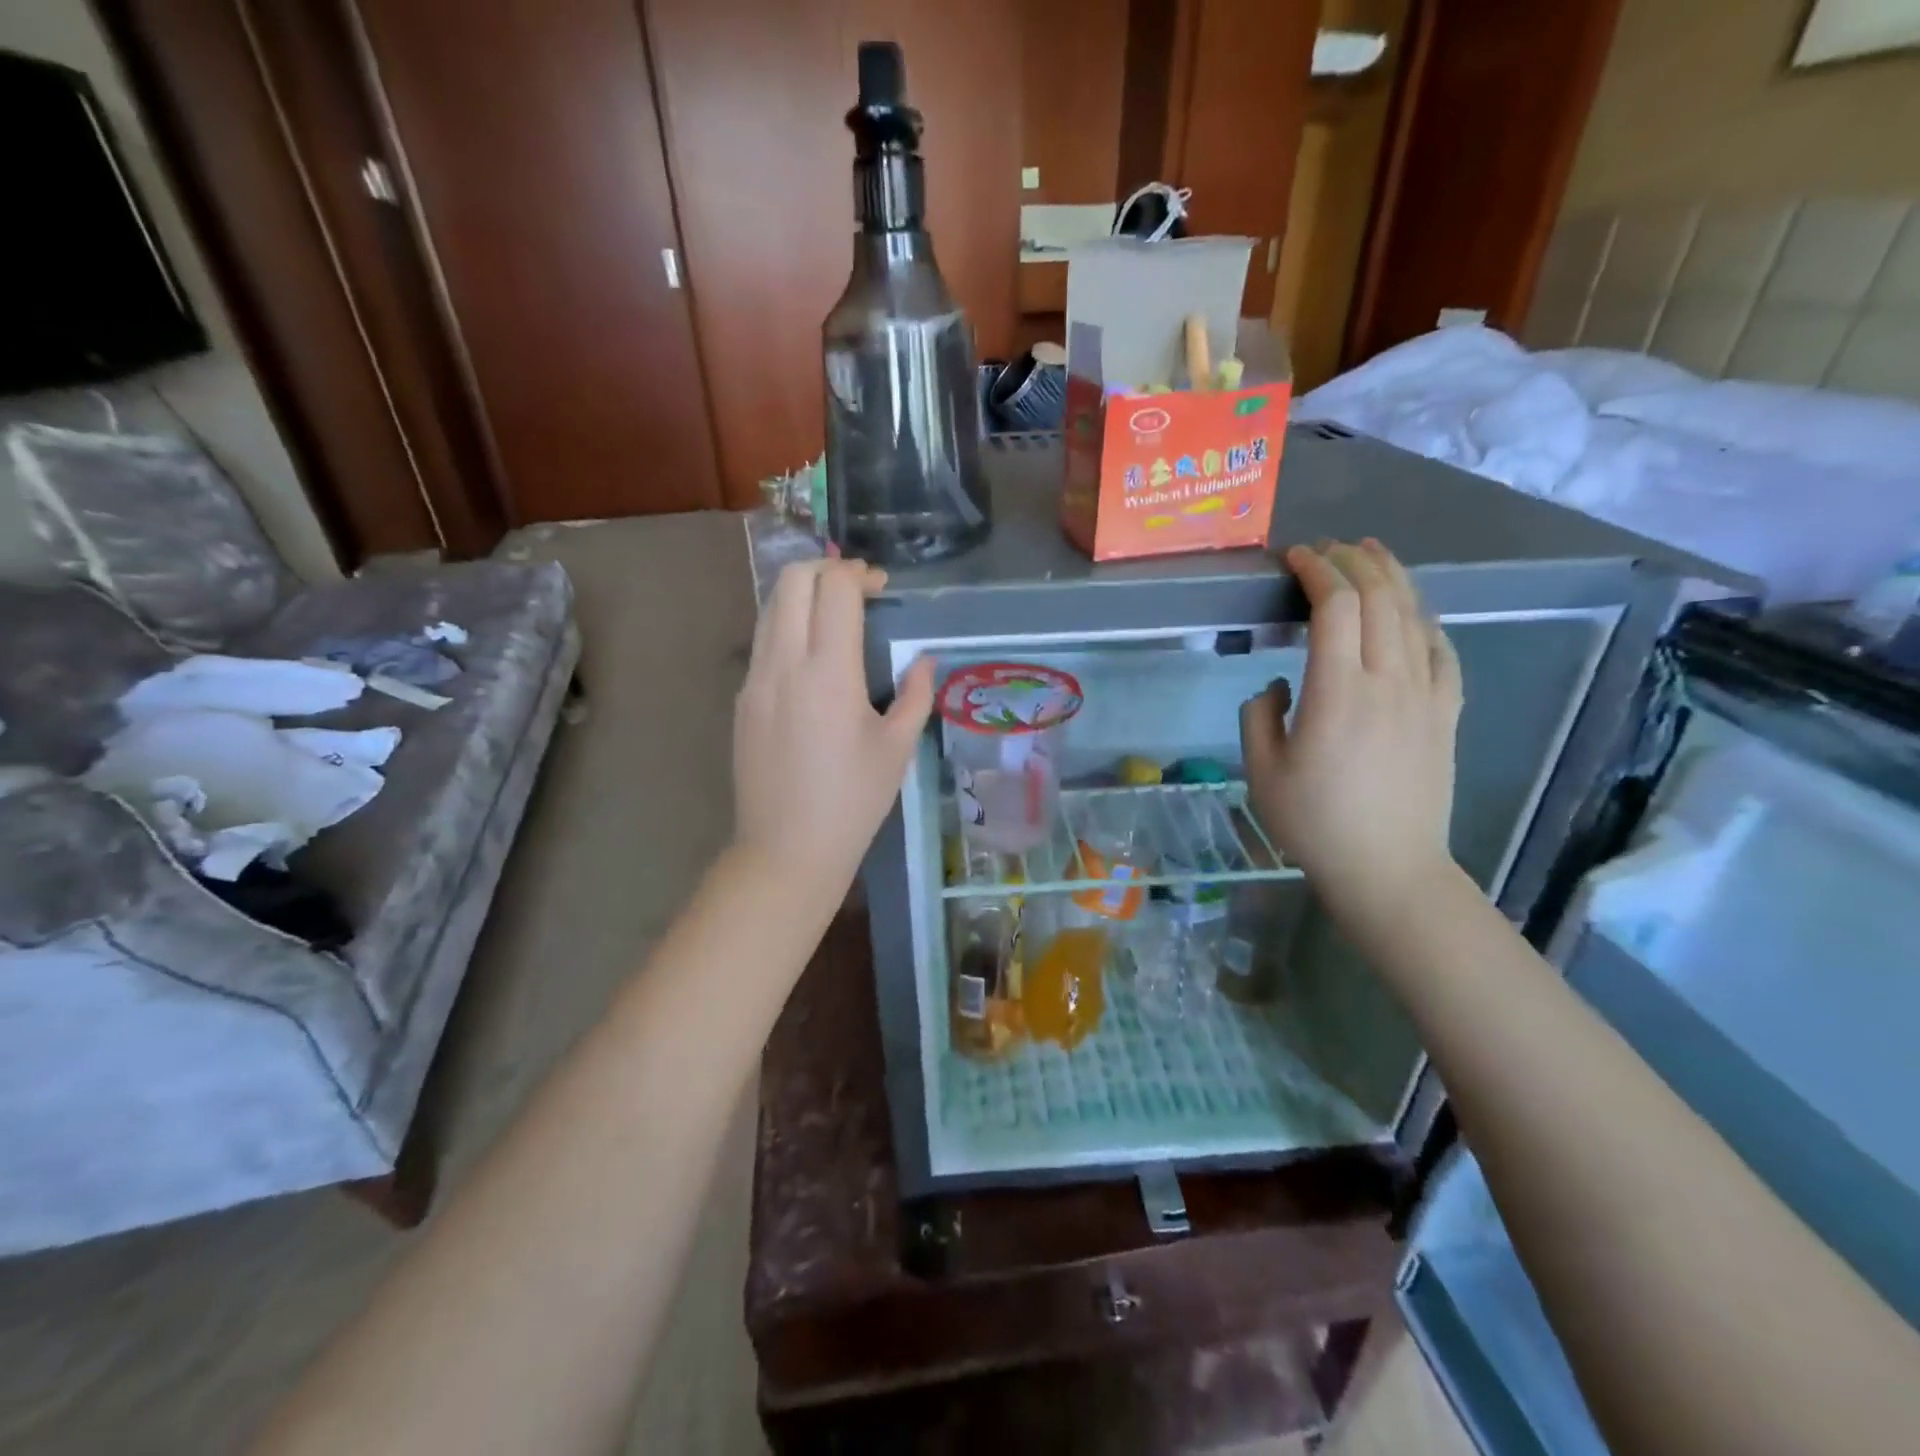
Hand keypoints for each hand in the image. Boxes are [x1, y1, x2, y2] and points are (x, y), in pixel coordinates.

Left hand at [733, 560, 933, 900]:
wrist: (787, 849)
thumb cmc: (853, 802)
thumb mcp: (897, 749)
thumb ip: (915, 695)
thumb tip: (925, 661)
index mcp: (829, 673)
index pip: (834, 589)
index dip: (859, 574)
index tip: (881, 587)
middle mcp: (784, 664)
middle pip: (792, 580)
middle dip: (826, 568)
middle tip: (857, 588)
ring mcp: (755, 680)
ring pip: (770, 606)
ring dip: (802, 595)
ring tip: (835, 615)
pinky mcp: (742, 700)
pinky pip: (762, 641)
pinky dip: (787, 625)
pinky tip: (812, 657)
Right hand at [1240, 540, 1462, 922]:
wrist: (1388, 868)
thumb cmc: (1314, 824)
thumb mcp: (1261, 772)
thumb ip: (1259, 716)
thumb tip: (1279, 687)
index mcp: (1338, 693)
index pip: (1335, 607)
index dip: (1316, 571)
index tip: (1294, 558)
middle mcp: (1388, 682)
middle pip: (1380, 599)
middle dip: (1353, 562)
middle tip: (1328, 549)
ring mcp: (1425, 696)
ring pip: (1414, 617)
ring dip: (1392, 578)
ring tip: (1371, 555)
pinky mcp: (1446, 714)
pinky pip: (1443, 652)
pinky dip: (1426, 620)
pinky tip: (1414, 612)